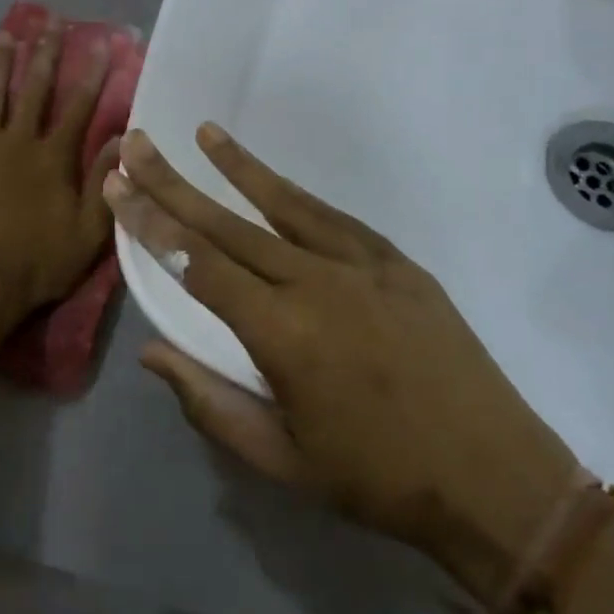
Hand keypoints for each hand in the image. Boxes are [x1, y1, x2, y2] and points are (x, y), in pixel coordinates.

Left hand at [0, 23, 119, 334]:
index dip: (90, 72)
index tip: (99, 42)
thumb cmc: (37, 264)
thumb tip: (121, 140)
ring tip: (5, 33)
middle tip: (51, 22)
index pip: (77, 105)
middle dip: (45, 53)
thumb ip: (104, 184)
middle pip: (33, 88)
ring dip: (0, 61)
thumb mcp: (87, 234)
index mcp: (52, 159)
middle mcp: (17, 142)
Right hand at [104, 126, 577, 603]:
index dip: (151, 223)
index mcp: (282, 334)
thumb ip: (209, 402)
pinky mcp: (399, 264)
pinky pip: (335, 220)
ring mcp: (364, 267)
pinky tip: (274, 182)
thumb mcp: (280, 460)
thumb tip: (152, 353)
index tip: (118, 187)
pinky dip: (297, 196)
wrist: (496, 478)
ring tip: (204, 133)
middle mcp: (317, 284)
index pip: (198, 264)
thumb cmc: (378, 480)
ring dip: (239, 168)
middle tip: (138, 145)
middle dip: (175, 183)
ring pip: (286, 206)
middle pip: (229, 224)